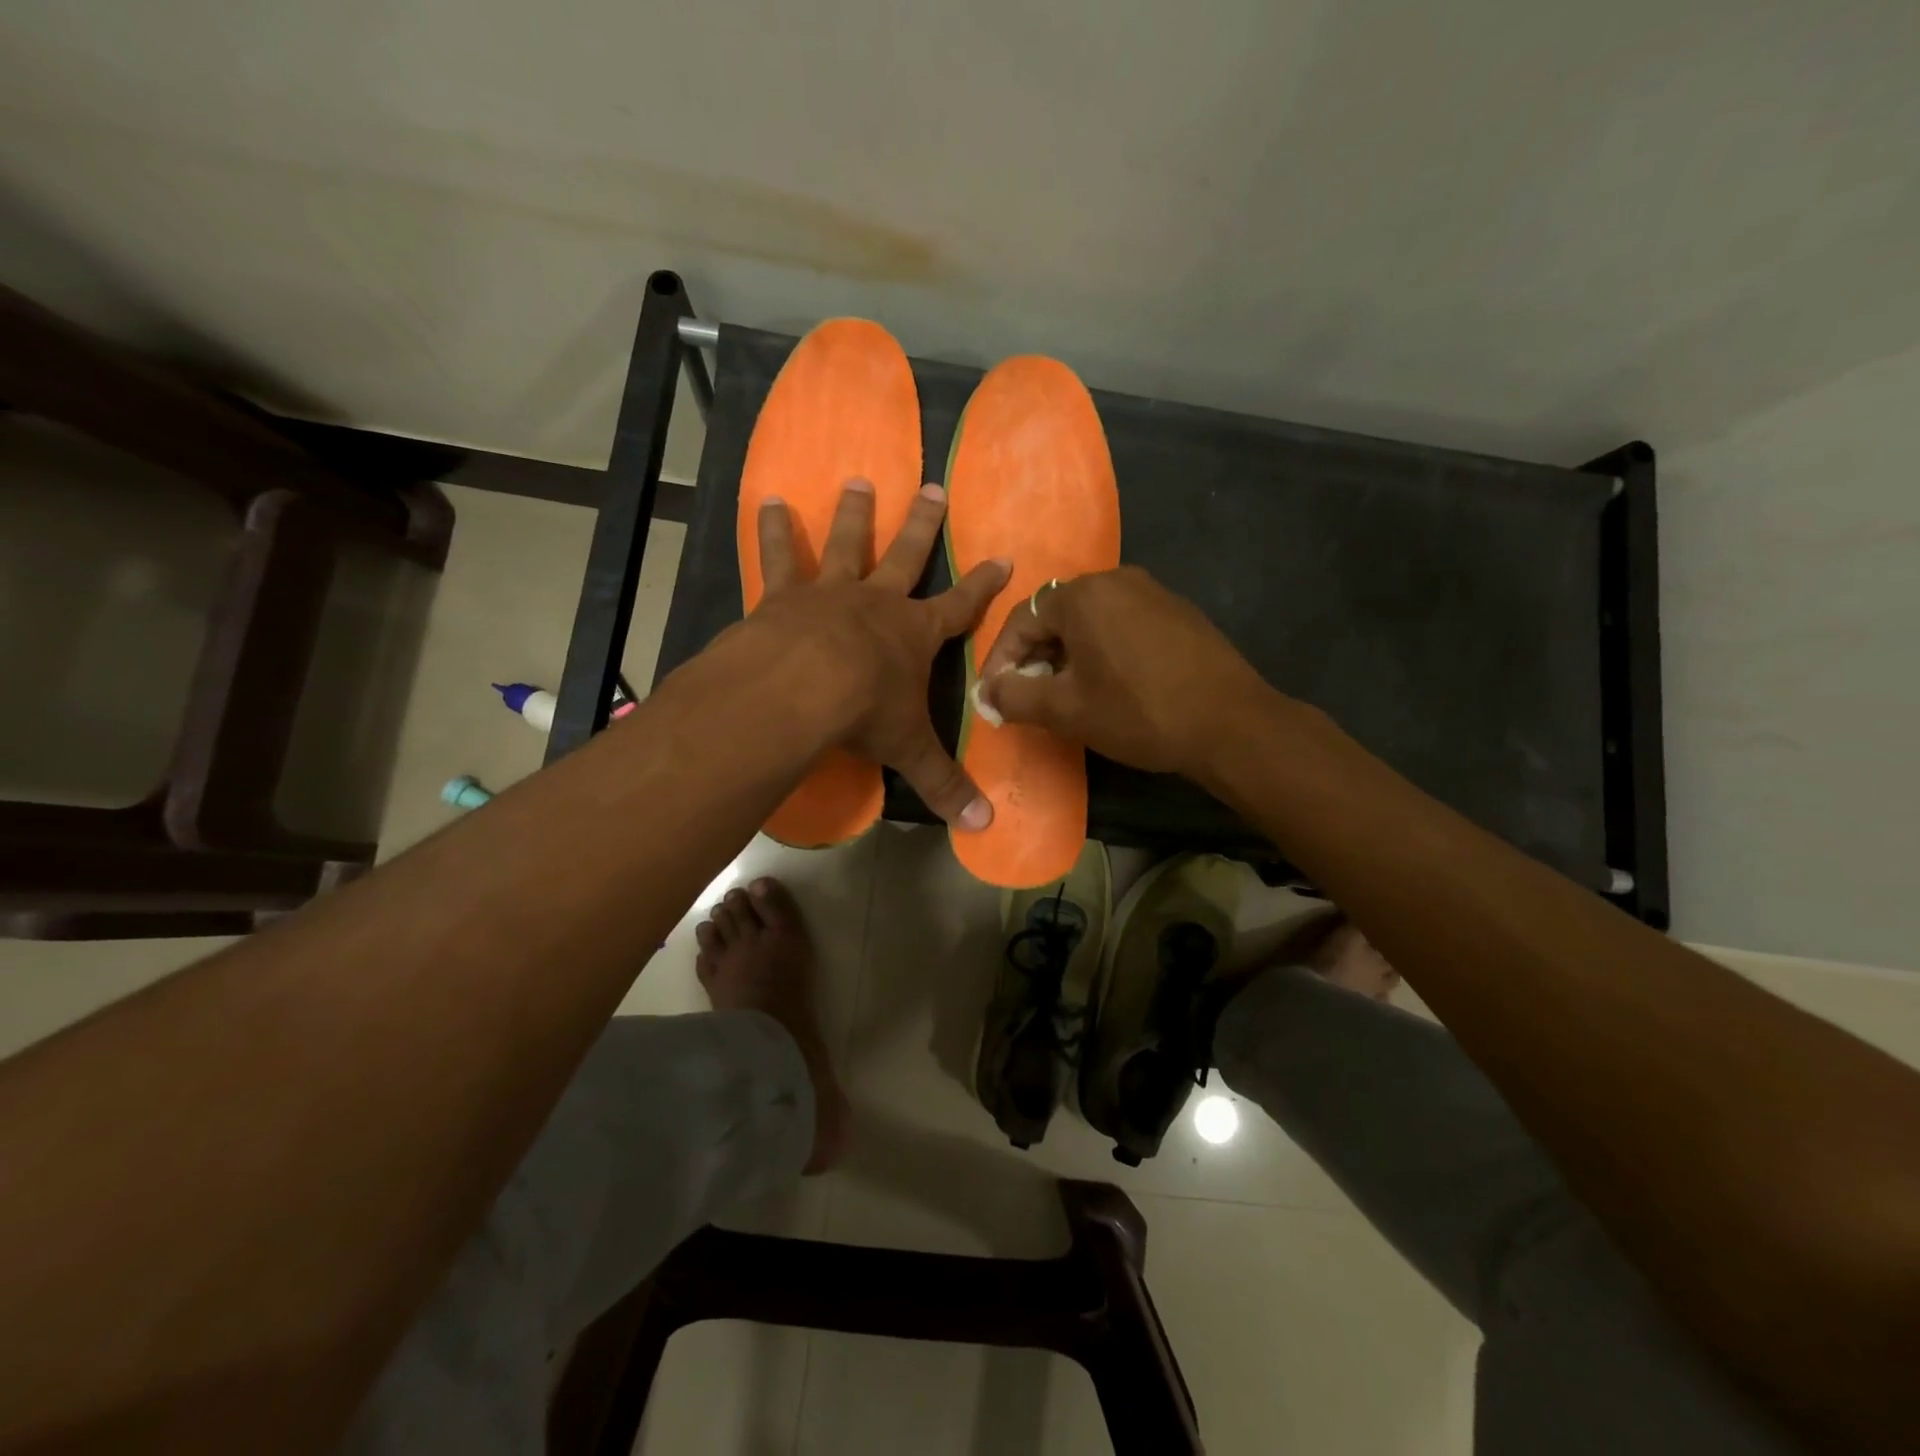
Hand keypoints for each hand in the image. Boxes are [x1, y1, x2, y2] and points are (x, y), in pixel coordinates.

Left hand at [745, 478, 1008, 828]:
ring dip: (855, 513)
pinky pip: (780, 556)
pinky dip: (774, 529)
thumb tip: (983, 826)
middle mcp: (877, 602)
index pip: (961, 607)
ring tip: (858, 480)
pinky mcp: (785, 595)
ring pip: (847, 543)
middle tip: (932, 486)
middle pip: (907, 555)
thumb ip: (943, 784)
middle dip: (923, 524)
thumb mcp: (909, 750)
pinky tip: (767, 500)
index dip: (983, 585)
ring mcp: (830, 592)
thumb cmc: (863, 712)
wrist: (801, 687)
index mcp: (914, 634)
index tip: (1002, 559)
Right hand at [977, 565, 1273, 778]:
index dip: (1000, 660)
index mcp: (1083, 595)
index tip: (994, 695)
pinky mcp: (1178, 613)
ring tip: (1065, 693)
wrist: (1231, 724)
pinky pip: (1122, 625)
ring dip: (1068, 654)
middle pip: (1057, 615)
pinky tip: (1109, 684)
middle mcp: (1117, 580)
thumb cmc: (1138, 712)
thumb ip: (1015, 695)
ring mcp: (1153, 593)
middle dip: (1034, 656)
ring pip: (1091, 620)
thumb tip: (986, 691)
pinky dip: (1102, 650)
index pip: (1022, 619)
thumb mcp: (1066, 710)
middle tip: (1027, 696)